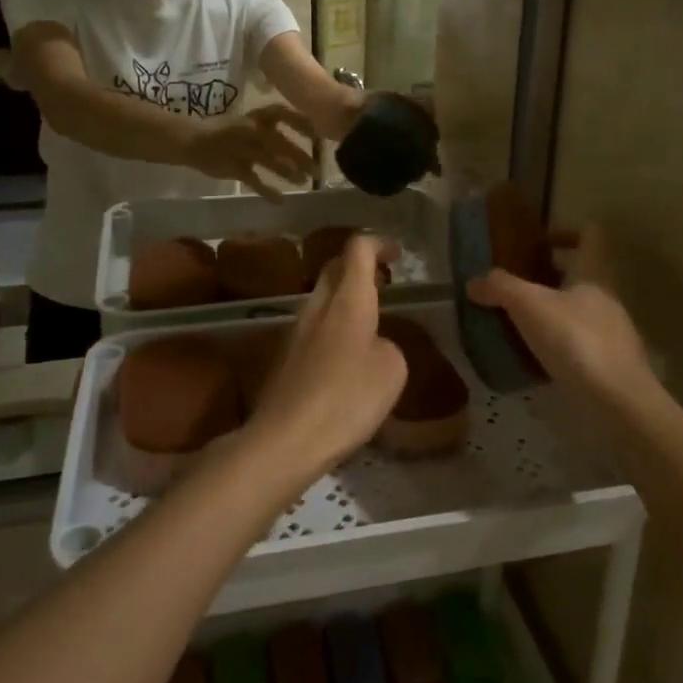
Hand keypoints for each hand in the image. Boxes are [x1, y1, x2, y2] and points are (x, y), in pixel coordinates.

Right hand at [185, 104, 317, 197]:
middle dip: (300, 157)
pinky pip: (253, 181)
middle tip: (317, 170)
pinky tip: (280, 200)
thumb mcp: (249, 122)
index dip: (301, 123)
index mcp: (255, 117)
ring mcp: (241, 149)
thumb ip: (271, 127)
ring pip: (269, 161)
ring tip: (303, 182)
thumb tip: (305, 133)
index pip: (282, 114)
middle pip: (280, 142)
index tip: (317, 135)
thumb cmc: (227, 130)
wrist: (192, 140)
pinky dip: (268, 191)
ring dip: (288, 172)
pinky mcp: (233, 167)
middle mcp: (250, 130)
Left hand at [243, 236, 406, 488]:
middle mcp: (317, 308)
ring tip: (370, 323)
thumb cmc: (346, 399)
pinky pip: (314, 330)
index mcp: (347, 301)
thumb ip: (388, 347)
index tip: (396, 253)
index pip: (357, 249)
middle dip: (358, 267)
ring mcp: (296, 333)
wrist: (286, 440)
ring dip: (345, 300)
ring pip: (322, 300)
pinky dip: (334, 329)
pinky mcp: (285, 359)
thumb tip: (374, 346)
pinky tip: (347, 359)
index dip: (378, 243)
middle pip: (334, 269)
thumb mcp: (391, 371)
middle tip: (384, 282)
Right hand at [467, 225, 651, 402]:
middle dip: (549, 275)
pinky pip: (579, 341)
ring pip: (578, 309)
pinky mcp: (608, 363)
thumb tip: (474, 281)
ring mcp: (611, 332)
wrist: (618, 401)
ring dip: (552, 310)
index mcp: (593, 274)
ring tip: (518, 321)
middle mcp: (606, 297)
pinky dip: (557, 342)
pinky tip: (534, 355)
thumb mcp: (530, 306)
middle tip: (516, 283)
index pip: (590, 236)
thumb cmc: (576, 340)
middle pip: (581, 274)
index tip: (539, 241)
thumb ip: (501, 288)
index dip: (567, 231)